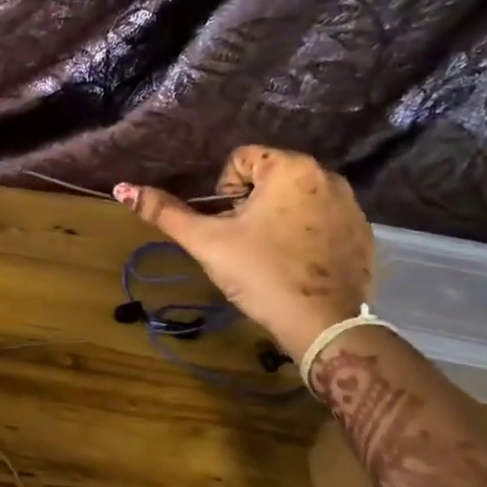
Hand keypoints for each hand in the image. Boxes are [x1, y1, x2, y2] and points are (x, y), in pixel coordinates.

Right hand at [113, 146, 372, 358]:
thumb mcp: (206, 241)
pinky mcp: (364, 234)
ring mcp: (351, 206)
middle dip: (251, 206)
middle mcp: (327, 176)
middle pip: (269, 179)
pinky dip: (306, 237)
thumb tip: (122, 188)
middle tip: (245, 244)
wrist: (321, 325)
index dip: (224, 193)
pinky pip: (323, 222)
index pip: (240, 160)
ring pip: (296, 201)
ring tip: (270, 256)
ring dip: (278, 219)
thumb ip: (164, 212)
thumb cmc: (260, 273)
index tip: (229, 227)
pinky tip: (298, 266)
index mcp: (291, 168)